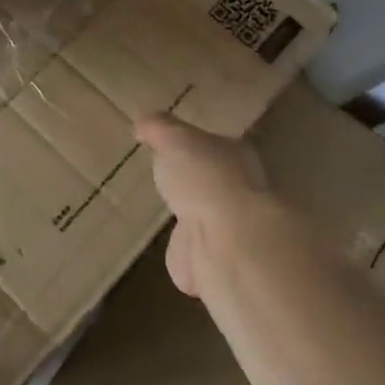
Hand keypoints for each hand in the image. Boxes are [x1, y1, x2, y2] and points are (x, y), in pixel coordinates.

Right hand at [135, 114, 272, 297]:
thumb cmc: (204, 177)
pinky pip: (196, 257)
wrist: (228, 241)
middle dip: (196, 187)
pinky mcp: (220, 264)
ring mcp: (233, 230)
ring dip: (192, 225)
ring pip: (208, 223)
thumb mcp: (174, 139)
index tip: (175, 148)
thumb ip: (159, 128)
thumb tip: (143, 120)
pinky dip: (185, 257)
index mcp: (234, 155)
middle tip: (171, 185)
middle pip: (214, 185)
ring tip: (171, 221)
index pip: (215, 146)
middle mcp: (241, 191)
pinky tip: (174, 251)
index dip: (196, 146)